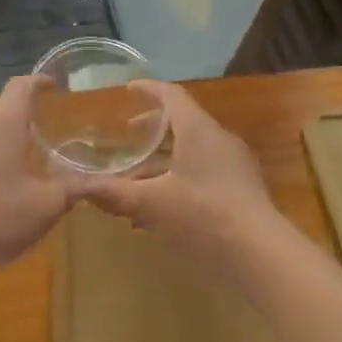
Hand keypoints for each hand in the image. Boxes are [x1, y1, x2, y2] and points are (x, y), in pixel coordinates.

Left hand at [0, 76, 71, 281]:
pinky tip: (7, 176)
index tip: (56, 87)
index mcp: (4, 121)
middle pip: (2, 102)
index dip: (40, 82)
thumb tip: (101, 182)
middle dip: (24, 107)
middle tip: (48, 122)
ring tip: (30, 150)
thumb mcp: (47, 205)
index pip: (21, 86)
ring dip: (7, 129)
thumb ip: (75, 189)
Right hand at [75, 81, 285, 270]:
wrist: (260, 252)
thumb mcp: (151, 204)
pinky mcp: (244, 188)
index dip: (148, 89)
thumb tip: (81, 188)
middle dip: (154, 127)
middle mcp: (219, 138)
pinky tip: (166, 206)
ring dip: (167, 157)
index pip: (171, 95)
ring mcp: (235, 163)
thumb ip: (115, 194)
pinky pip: (206, 170)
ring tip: (142, 177)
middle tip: (130, 135)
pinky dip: (182, 176)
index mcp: (197, 130)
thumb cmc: (202, 215)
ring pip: (194, 149)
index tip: (128, 89)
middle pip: (183, 121)